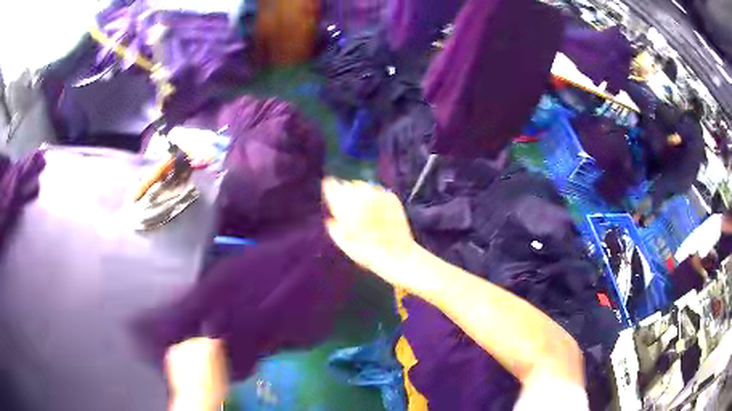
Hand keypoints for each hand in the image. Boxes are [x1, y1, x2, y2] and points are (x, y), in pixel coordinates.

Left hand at [166, 338, 226, 410]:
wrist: (194, 399)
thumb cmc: (211, 391)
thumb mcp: (224, 373)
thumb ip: (221, 358)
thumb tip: (219, 351)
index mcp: (211, 345)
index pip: (215, 340)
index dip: (216, 348)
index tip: (217, 355)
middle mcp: (194, 341)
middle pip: (200, 341)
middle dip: (201, 350)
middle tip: (205, 364)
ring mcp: (181, 346)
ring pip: (187, 345)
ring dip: (190, 353)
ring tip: (194, 369)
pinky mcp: (171, 352)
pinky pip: (177, 351)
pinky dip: (180, 357)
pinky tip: (185, 369)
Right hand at [322, 178, 416, 287]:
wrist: (396, 253)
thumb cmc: (366, 252)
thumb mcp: (343, 242)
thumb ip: (334, 226)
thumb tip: (330, 218)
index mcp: (346, 205)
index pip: (332, 186)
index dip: (330, 187)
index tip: (329, 187)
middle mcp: (361, 195)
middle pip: (348, 185)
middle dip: (345, 191)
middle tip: (346, 203)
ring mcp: (378, 194)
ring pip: (362, 186)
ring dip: (359, 193)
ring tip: (361, 207)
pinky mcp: (391, 197)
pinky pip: (377, 191)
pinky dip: (373, 197)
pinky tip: (374, 209)